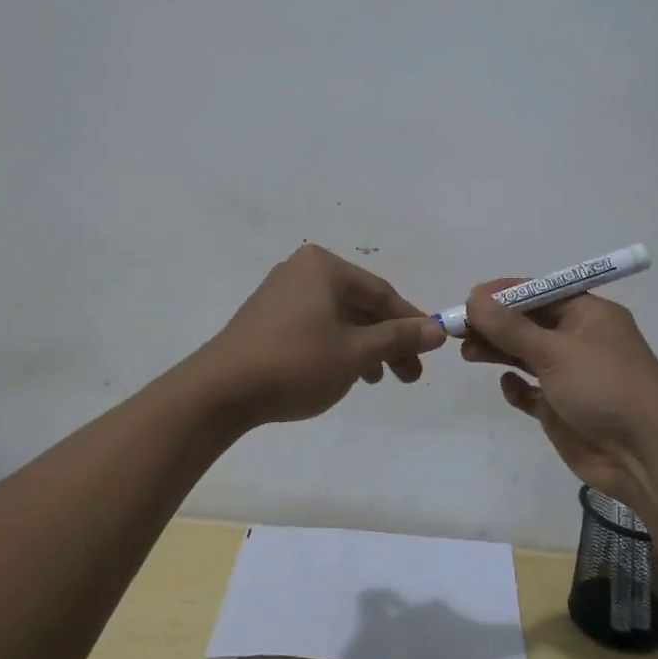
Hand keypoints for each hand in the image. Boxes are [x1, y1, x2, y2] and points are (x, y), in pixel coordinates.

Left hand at [200, 245, 446, 426]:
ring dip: (364, 347)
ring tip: (378, 380)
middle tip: (408, 376)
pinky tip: (345, 374)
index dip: (410, 322)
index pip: (381, 293)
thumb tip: (438, 329)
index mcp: (323, 267)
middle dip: (388, 340)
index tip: (432, 349)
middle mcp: (301, 270)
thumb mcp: (355, 353)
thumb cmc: (295, 364)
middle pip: (360, 305)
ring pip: (339, 318)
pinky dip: (337, 347)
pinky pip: (315, 326)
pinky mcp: (266, 318)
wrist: (219, 391)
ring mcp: (280, 293)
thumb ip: (398, 338)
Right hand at [461, 279, 657, 510]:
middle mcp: (581, 340)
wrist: (646, 457)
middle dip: (495, 324)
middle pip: (529, 324)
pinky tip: (509, 388)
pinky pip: (533, 392)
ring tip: (467, 353)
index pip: (540, 293)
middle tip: (458, 329)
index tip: (469, 300)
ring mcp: (572, 376)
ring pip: (527, 355)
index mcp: (589, 314)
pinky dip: (519, 387)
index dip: (504, 295)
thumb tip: (474, 299)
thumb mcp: (556, 352)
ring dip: (499, 352)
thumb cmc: (605, 388)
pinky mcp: (564, 408)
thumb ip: (512, 328)